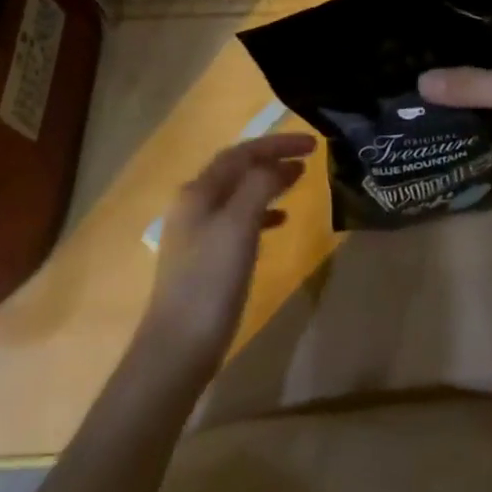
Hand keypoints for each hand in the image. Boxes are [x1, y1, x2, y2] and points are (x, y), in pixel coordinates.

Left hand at [140, 134, 314, 375]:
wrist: (178, 348)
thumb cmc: (210, 281)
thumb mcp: (238, 225)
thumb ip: (259, 186)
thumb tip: (280, 164)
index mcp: (198, 192)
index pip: (241, 153)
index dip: (277, 144)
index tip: (312, 143)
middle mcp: (193, 205)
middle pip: (238, 170)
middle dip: (272, 159)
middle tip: (309, 158)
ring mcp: (197, 233)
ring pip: (239, 194)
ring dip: (268, 184)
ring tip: (299, 183)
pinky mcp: (206, 260)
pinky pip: (238, 221)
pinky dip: (262, 213)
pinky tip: (281, 222)